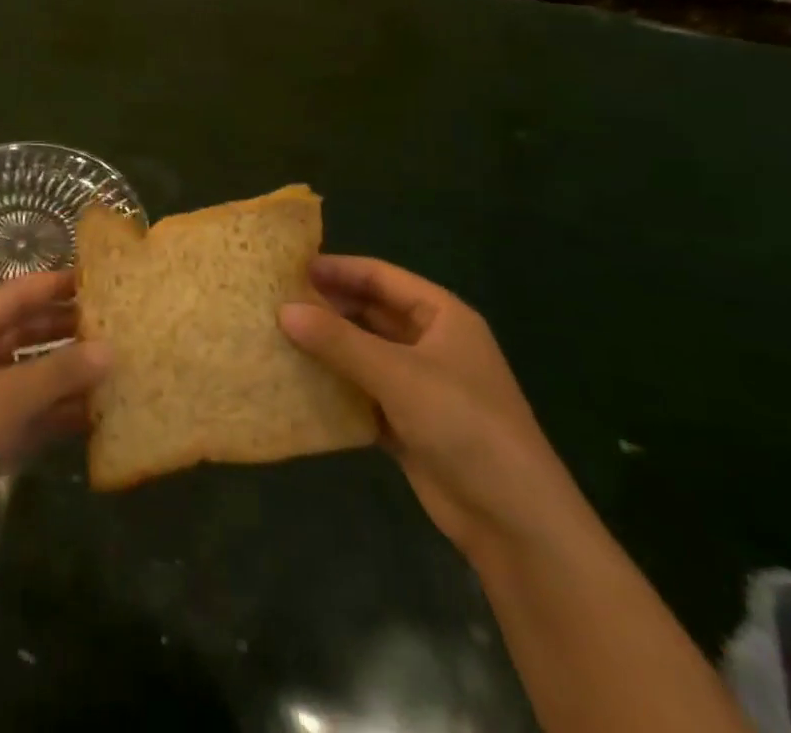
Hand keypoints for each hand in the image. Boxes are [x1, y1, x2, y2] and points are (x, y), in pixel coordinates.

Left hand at [0, 270, 110, 553]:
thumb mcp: (8, 397)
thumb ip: (61, 372)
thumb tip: (111, 349)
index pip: (22, 292)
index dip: (60, 285)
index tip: (103, 281)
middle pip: (27, 329)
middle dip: (68, 329)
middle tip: (118, 327)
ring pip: (29, 372)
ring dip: (65, 373)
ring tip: (115, 368)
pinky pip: (25, 410)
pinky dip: (53, 411)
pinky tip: (93, 415)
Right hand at [279, 257, 583, 563]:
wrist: (514, 522)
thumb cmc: (463, 424)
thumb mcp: (398, 374)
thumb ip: (338, 340)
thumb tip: (283, 310)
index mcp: (441, 316)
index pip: (380, 277)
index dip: (337, 269)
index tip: (290, 268)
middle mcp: (430, 343)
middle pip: (370, 313)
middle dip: (327, 308)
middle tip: (275, 302)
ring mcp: (420, 385)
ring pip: (363, 353)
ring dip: (327, 347)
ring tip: (277, 336)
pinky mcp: (408, 423)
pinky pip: (362, 392)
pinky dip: (335, 386)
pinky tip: (297, 382)